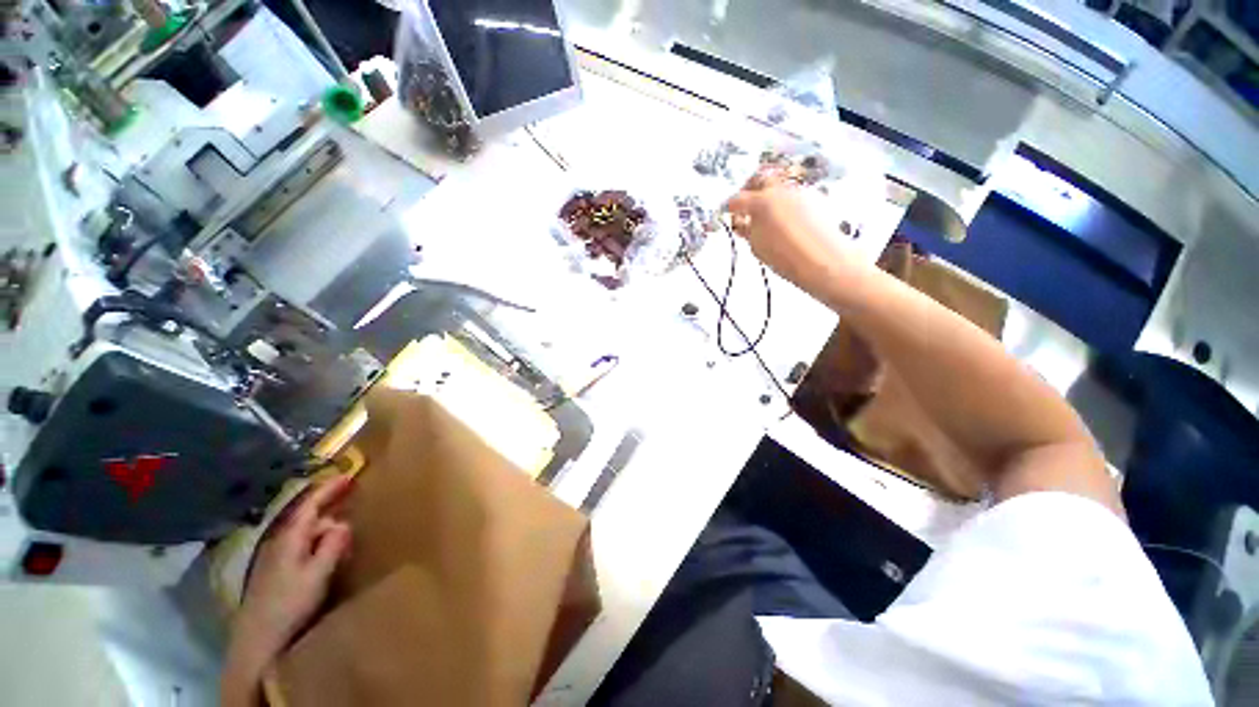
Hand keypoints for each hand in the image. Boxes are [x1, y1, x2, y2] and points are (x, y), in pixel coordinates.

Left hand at [222, 476, 352, 705]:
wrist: (258, 641)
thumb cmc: (289, 605)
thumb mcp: (318, 574)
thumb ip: (332, 546)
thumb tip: (343, 523)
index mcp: (291, 538)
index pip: (310, 504)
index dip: (329, 488)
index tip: (348, 475)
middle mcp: (281, 541)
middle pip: (310, 517)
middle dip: (332, 512)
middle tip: (354, 512)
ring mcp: (276, 557)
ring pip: (307, 533)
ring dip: (327, 532)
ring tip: (346, 546)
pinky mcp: (277, 571)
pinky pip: (303, 546)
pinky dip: (319, 544)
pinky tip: (328, 557)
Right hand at [725, 170, 866, 299]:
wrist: (823, 260)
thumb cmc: (784, 257)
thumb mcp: (757, 246)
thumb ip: (746, 230)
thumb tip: (741, 223)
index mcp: (761, 202)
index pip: (736, 200)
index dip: (728, 207)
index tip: (725, 214)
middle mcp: (780, 188)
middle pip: (759, 178)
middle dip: (749, 190)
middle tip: (745, 207)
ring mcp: (799, 190)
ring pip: (778, 182)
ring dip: (768, 193)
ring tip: (766, 213)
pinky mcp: (814, 195)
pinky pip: (793, 192)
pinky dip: (784, 200)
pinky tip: (784, 217)